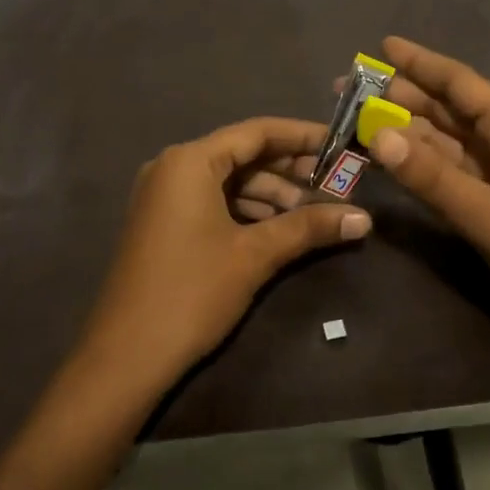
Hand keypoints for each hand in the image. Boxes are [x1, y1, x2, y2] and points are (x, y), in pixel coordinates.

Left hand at [77, 117, 370, 392]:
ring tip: (313, 213)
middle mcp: (173, 166)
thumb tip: (364, 219)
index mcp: (190, 160)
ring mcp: (164, 195)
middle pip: (242, 154)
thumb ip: (308, 228)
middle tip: (335, 184)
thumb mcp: (254, 255)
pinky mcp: (163, 222)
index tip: (340, 145)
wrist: (125, 357)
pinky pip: (212, 200)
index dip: (302, 136)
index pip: (257, 132)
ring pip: (228, 181)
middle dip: (289, 170)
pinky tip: (278, 228)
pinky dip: (246, 210)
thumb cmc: (192, 292)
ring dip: (270, 194)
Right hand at [359, 37, 489, 360]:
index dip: (421, 63)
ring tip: (356, 124)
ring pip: (442, 145)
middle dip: (400, 98)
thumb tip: (377, 135)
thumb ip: (433, 177)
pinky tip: (386, 166)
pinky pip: (444, 178)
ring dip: (403, 134)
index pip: (460, 84)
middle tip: (348, 92)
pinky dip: (415, 169)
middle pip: (446, 111)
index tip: (381, 45)